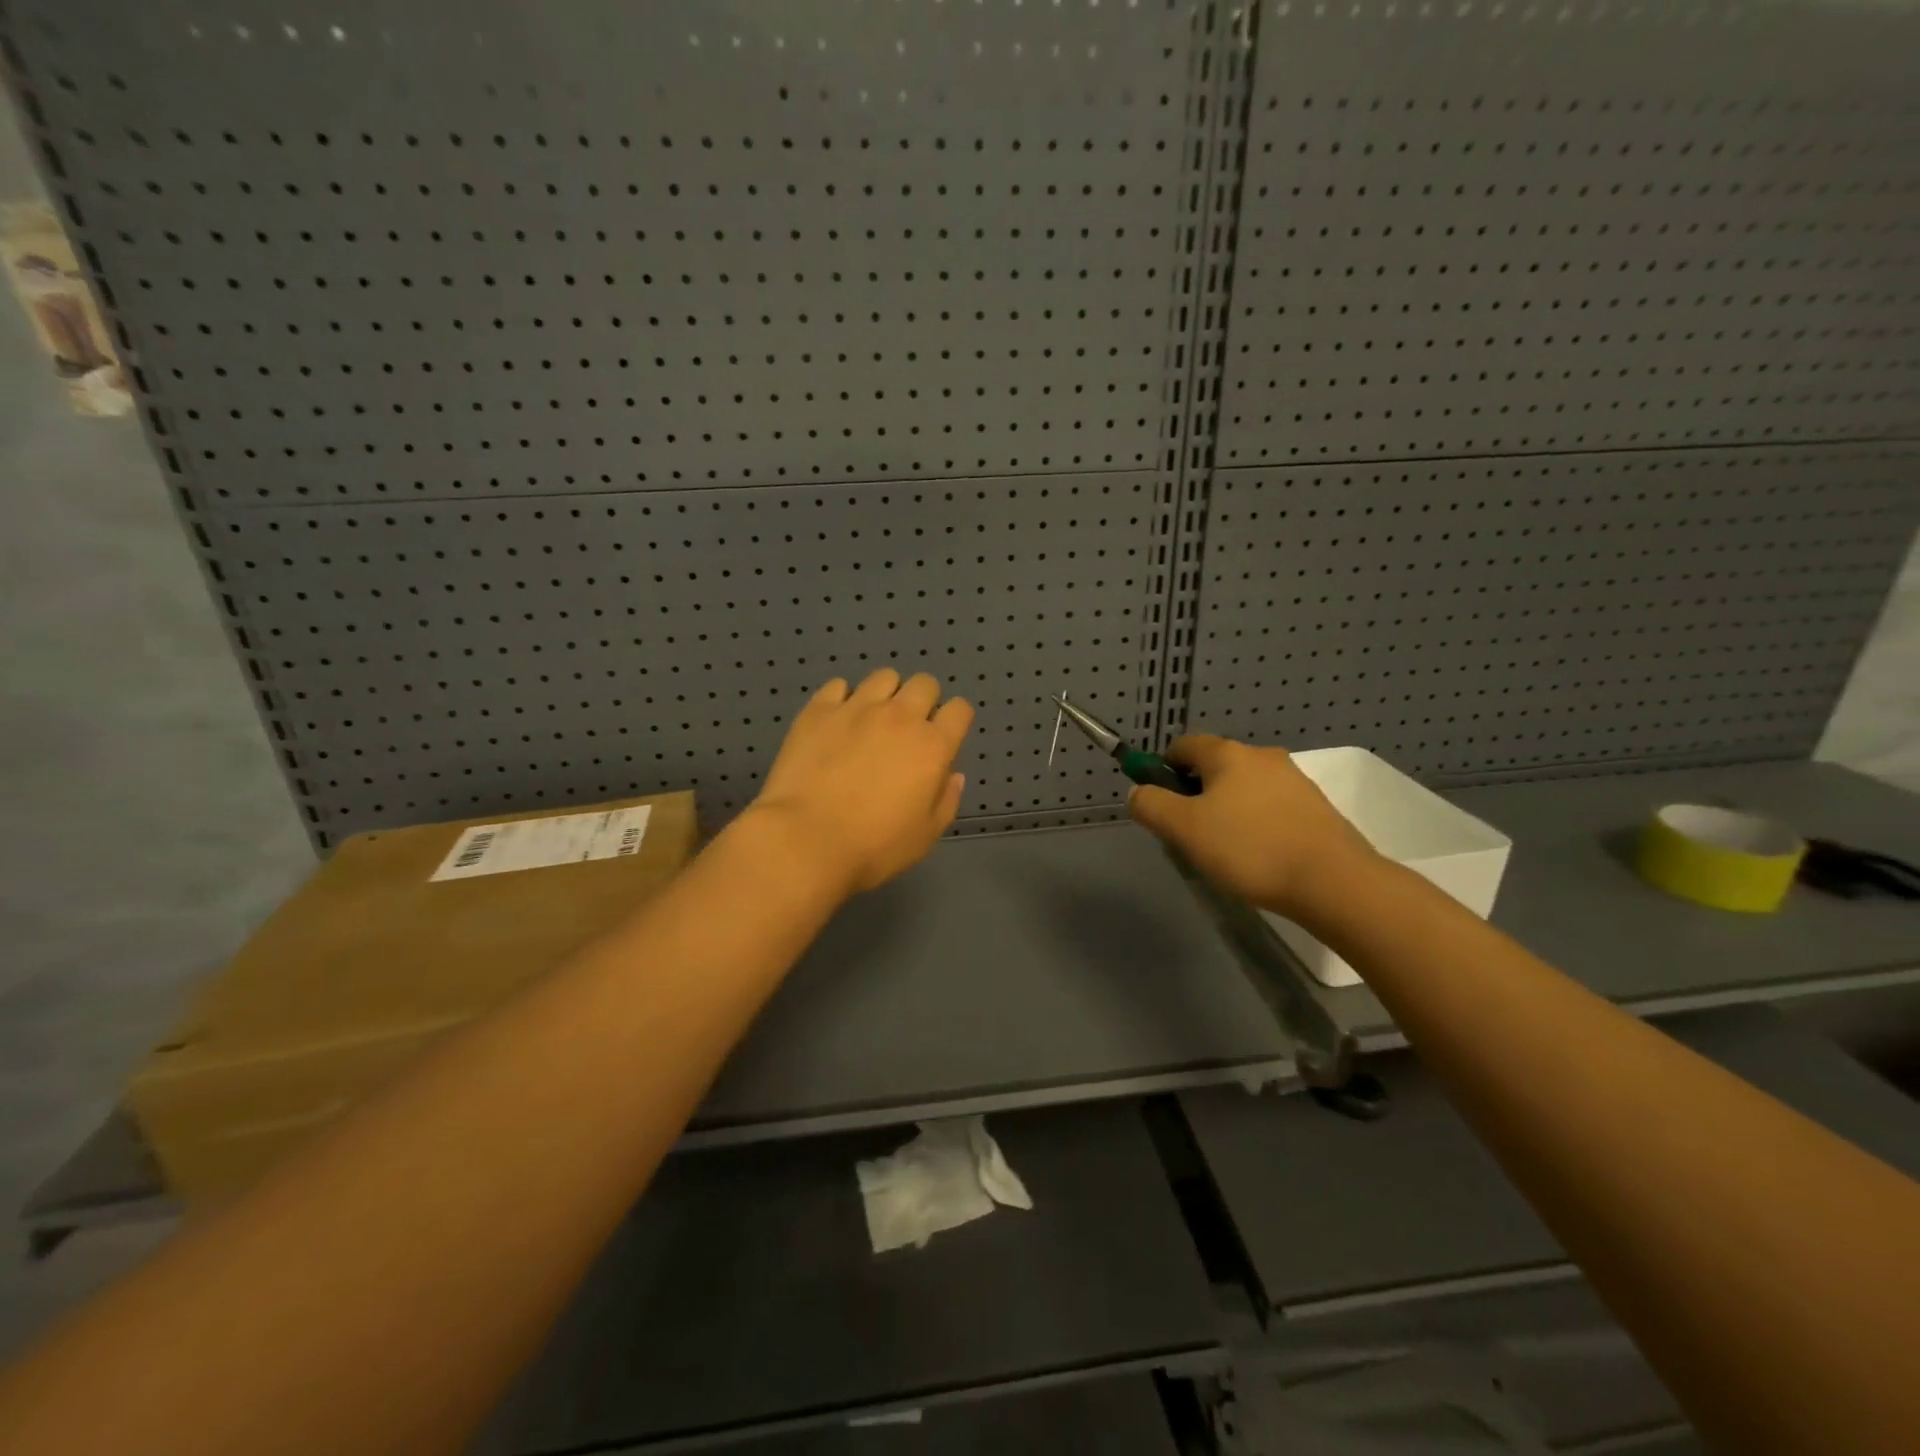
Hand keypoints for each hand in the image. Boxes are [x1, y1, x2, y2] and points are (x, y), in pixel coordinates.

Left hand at [748, 669, 973, 895]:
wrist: (806, 839)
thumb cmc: (874, 847)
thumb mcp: (925, 835)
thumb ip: (946, 800)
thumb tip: (953, 774)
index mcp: (933, 746)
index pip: (960, 710)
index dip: (955, 721)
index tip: (943, 738)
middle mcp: (900, 717)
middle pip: (925, 684)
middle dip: (923, 701)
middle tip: (908, 729)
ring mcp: (857, 708)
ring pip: (884, 677)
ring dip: (886, 694)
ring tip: (872, 719)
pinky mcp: (819, 710)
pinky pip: (838, 685)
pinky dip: (843, 698)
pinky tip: (837, 721)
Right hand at [1127, 735, 1381, 922]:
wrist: (1333, 882)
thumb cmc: (1249, 849)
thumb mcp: (1183, 829)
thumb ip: (1151, 805)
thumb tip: (1138, 792)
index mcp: (1227, 754)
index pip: (1182, 745)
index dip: (1163, 770)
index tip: (1162, 805)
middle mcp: (1261, 756)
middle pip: (1213, 767)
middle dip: (1195, 794)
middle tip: (1190, 834)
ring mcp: (1293, 780)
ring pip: (1243, 788)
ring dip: (1226, 810)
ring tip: (1226, 852)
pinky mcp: (1315, 807)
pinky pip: (1270, 806)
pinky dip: (1256, 823)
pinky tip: (1258, 856)